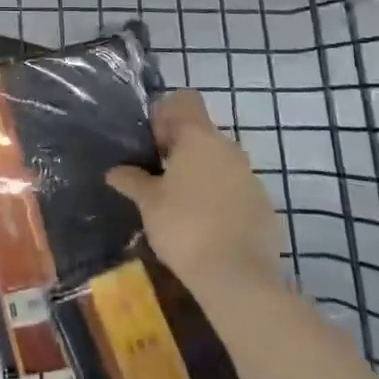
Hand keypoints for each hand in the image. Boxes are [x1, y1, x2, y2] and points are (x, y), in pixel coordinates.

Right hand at [107, 92, 285, 301]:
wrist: (239, 278)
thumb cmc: (185, 227)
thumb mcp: (148, 203)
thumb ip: (131, 180)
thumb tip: (115, 171)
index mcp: (199, 137)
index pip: (185, 100)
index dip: (166, 113)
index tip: (151, 142)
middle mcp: (228, 148)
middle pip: (201, 133)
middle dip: (179, 149)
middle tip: (156, 176)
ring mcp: (250, 177)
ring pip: (218, 162)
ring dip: (199, 174)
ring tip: (179, 204)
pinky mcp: (263, 206)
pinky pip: (235, 189)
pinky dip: (219, 198)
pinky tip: (204, 226)